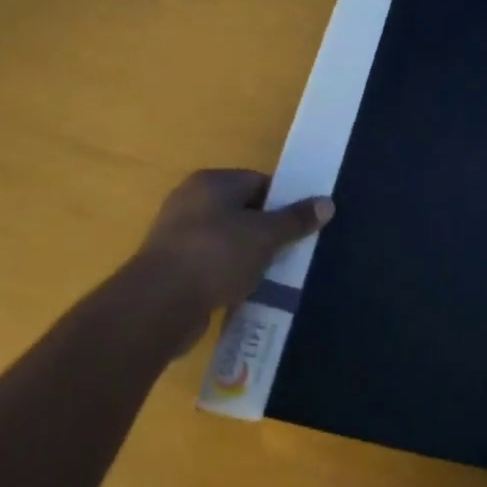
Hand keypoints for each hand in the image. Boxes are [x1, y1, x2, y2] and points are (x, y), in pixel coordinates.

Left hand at [102, 170, 330, 358]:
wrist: (159, 304)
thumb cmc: (216, 255)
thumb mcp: (265, 235)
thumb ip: (296, 219)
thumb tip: (327, 202)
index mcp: (212, 182)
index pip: (259, 182)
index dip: (284, 202)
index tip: (303, 225)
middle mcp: (191, 201)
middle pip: (243, 210)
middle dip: (268, 231)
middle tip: (294, 251)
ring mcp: (177, 235)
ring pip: (227, 240)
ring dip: (249, 256)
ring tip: (274, 274)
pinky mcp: (172, 268)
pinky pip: (211, 264)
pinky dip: (228, 274)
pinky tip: (245, 290)